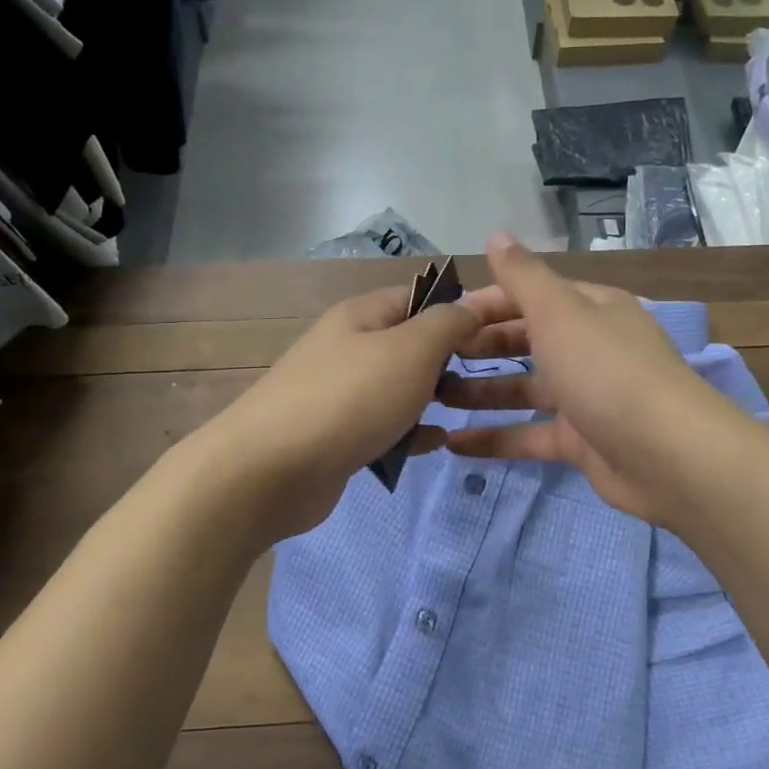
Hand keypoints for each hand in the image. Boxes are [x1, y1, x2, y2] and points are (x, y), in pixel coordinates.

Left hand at [195, 283, 482, 543]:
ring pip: (397, 388)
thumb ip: (446, 324)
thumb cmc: (350, 399)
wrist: (271, 470)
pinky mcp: (336, 436)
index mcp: (361, 316)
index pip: (418, 297)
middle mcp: (347, 348)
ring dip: (430, 399)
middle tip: (484, 380)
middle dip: (447, 360)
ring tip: (463, 411)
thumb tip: (468, 307)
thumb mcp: (411, 350)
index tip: (496, 334)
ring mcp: (338, 394)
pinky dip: (409, 432)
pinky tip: (434, 445)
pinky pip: (383, 426)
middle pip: (409, 344)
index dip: (458, 310)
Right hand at [441, 233, 735, 526]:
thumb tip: (497, 234)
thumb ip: (524, 277)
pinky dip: (495, 438)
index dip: (483, 304)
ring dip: (481, 391)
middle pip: (525, 340)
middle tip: (430, 359)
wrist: (669, 456)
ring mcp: (586, 396)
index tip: (438, 320)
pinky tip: (454, 443)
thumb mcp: (561, 314)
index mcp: (590, 309)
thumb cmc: (608, 372)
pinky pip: (529, 435)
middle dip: (479, 347)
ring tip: (433, 398)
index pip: (528, 296)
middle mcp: (589, 347)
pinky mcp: (581, 441)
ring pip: (524, 388)